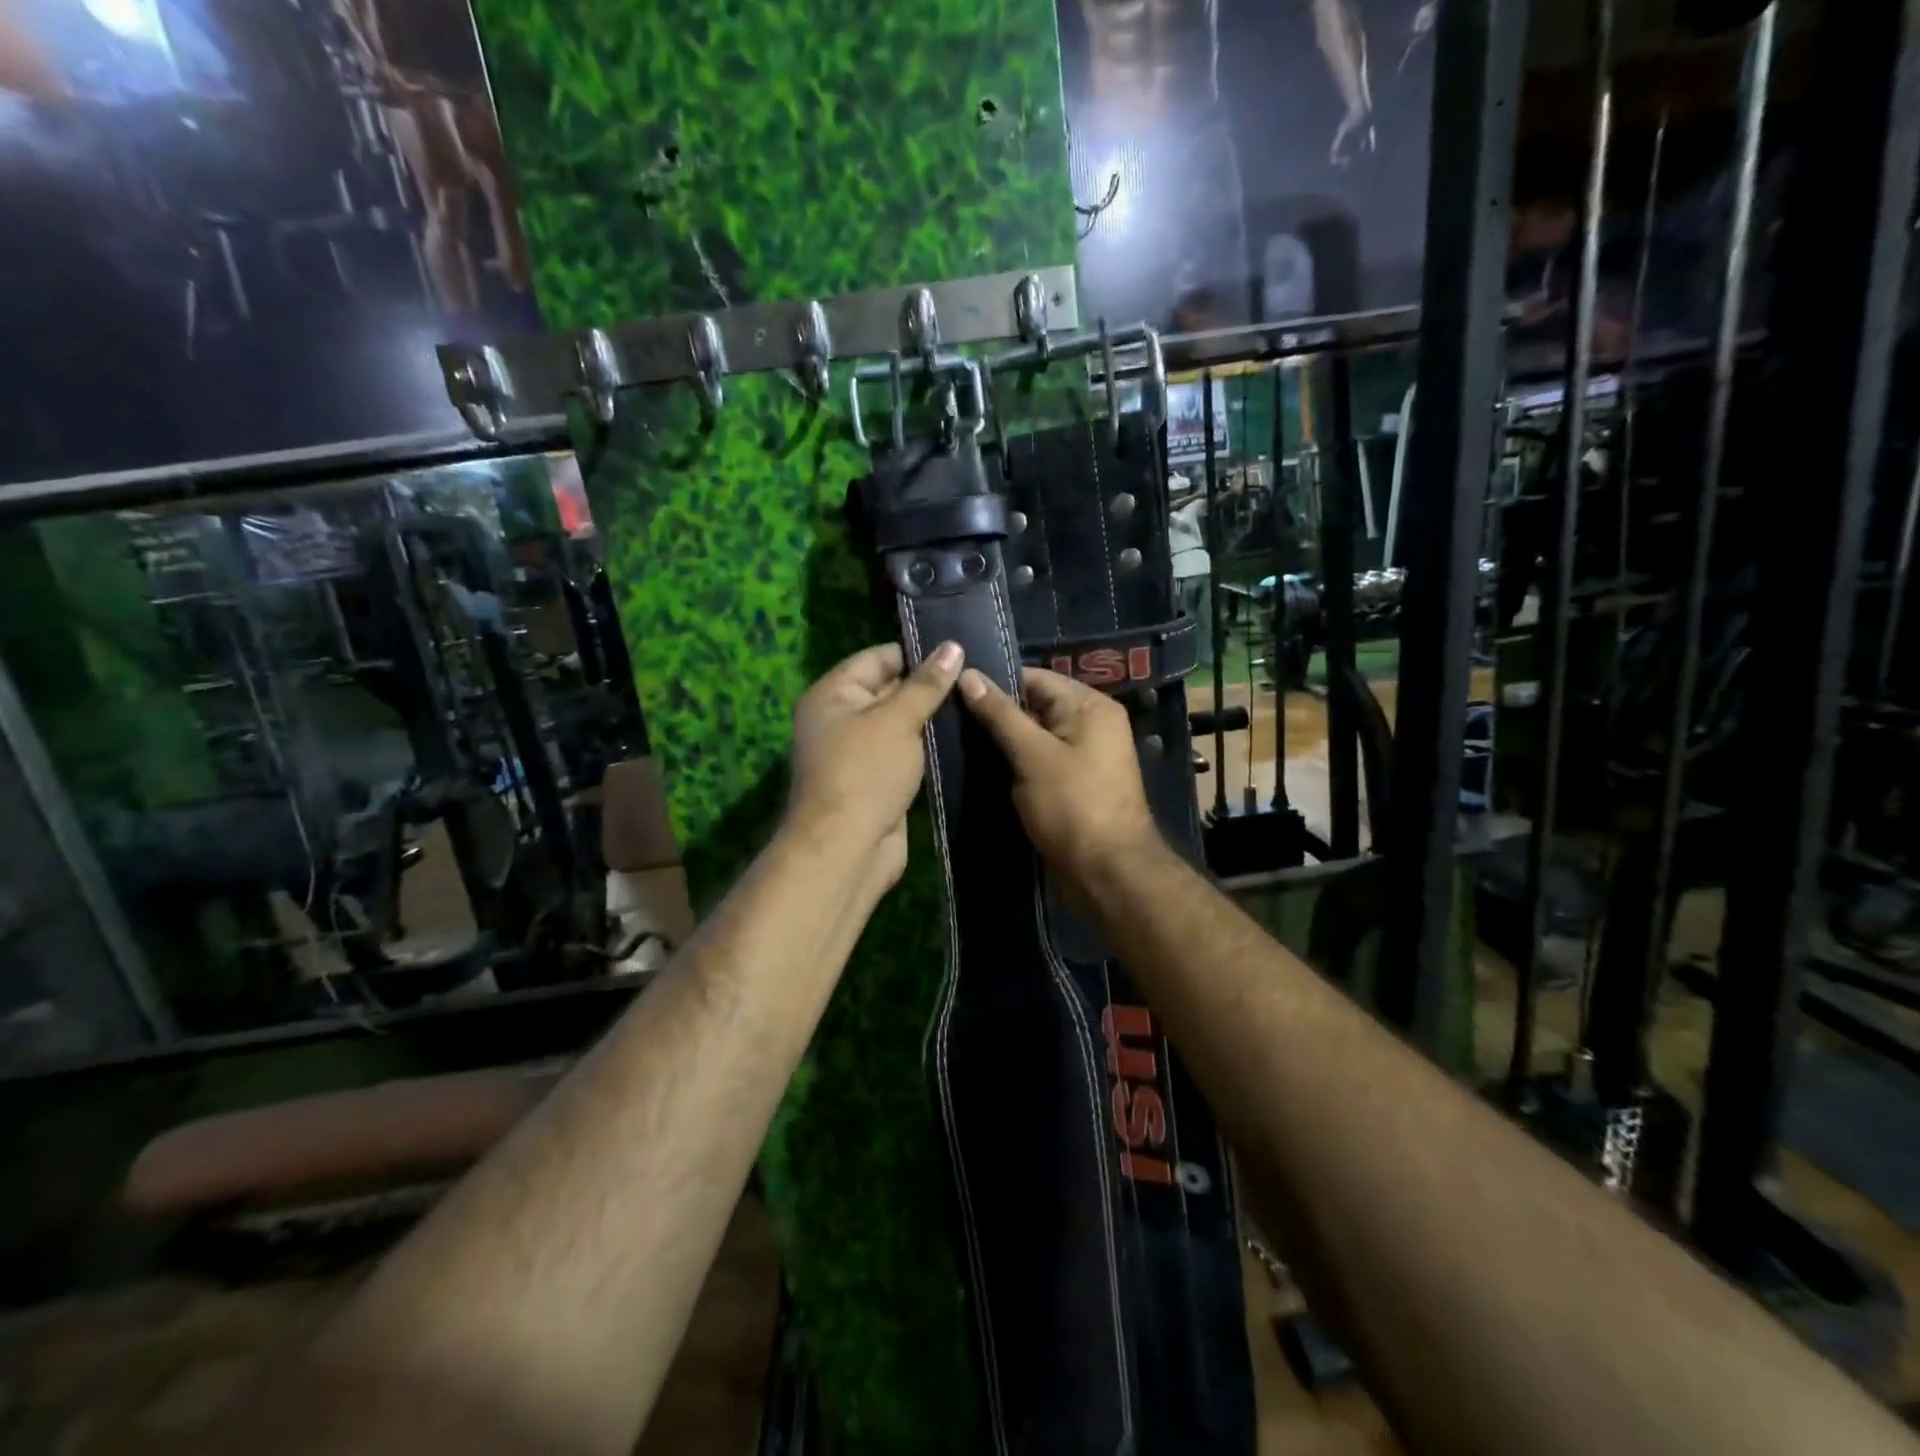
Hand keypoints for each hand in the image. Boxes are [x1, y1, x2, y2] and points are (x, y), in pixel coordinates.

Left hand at [785, 640, 964, 885]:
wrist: (848, 849)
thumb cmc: (866, 773)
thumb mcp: (897, 720)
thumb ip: (926, 684)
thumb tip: (953, 647)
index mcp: (833, 694)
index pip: (877, 658)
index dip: (916, 652)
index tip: (959, 650)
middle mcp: (840, 718)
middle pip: (888, 690)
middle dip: (928, 685)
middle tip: (977, 676)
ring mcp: (859, 752)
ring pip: (900, 724)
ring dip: (932, 718)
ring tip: (977, 702)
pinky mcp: (877, 780)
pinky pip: (905, 753)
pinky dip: (928, 747)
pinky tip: (963, 738)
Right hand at [958, 666, 1161, 885]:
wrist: (1107, 873)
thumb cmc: (1073, 806)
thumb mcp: (1032, 755)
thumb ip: (1000, 714)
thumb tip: (967, 674)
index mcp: (1090, 706)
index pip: (1034, 678)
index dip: (994, 683)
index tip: (952, 690)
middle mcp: (1091, 724)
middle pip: (1034, 706)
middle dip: (995, 714)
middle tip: (947, 718)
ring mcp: (1083, 756)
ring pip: (1033, 737)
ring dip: (1001, 742)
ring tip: (954, 741)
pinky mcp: (1073, 784)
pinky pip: (1038, 762)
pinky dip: (1014, 764)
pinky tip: (979, 768)